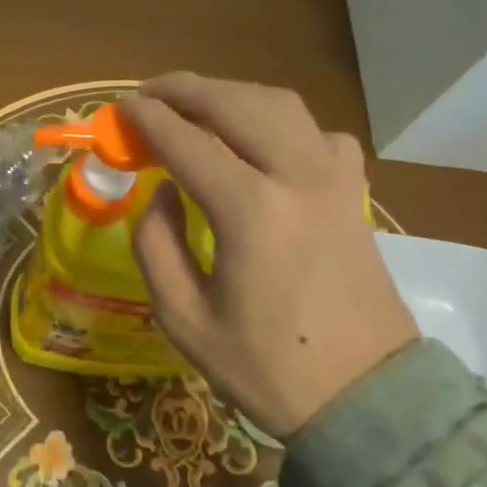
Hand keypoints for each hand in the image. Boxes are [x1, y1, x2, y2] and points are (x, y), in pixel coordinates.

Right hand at [122, 74, 416, 437]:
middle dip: (187, 89)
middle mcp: (297, 177)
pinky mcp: (355, 193)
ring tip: (197, 105)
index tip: (121, 108)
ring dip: (233, 95)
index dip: (149, 119)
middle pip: (237, 104)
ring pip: (282, 105)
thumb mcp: (183, 319)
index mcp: (250, 211)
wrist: (365, 397)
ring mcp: (335, 180)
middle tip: (150, 93)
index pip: (187, 142)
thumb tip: (162, 192)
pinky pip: (318, 133)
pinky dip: (282, 122)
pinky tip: (264, 142)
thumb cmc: (265, 367)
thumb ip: (157, 245)